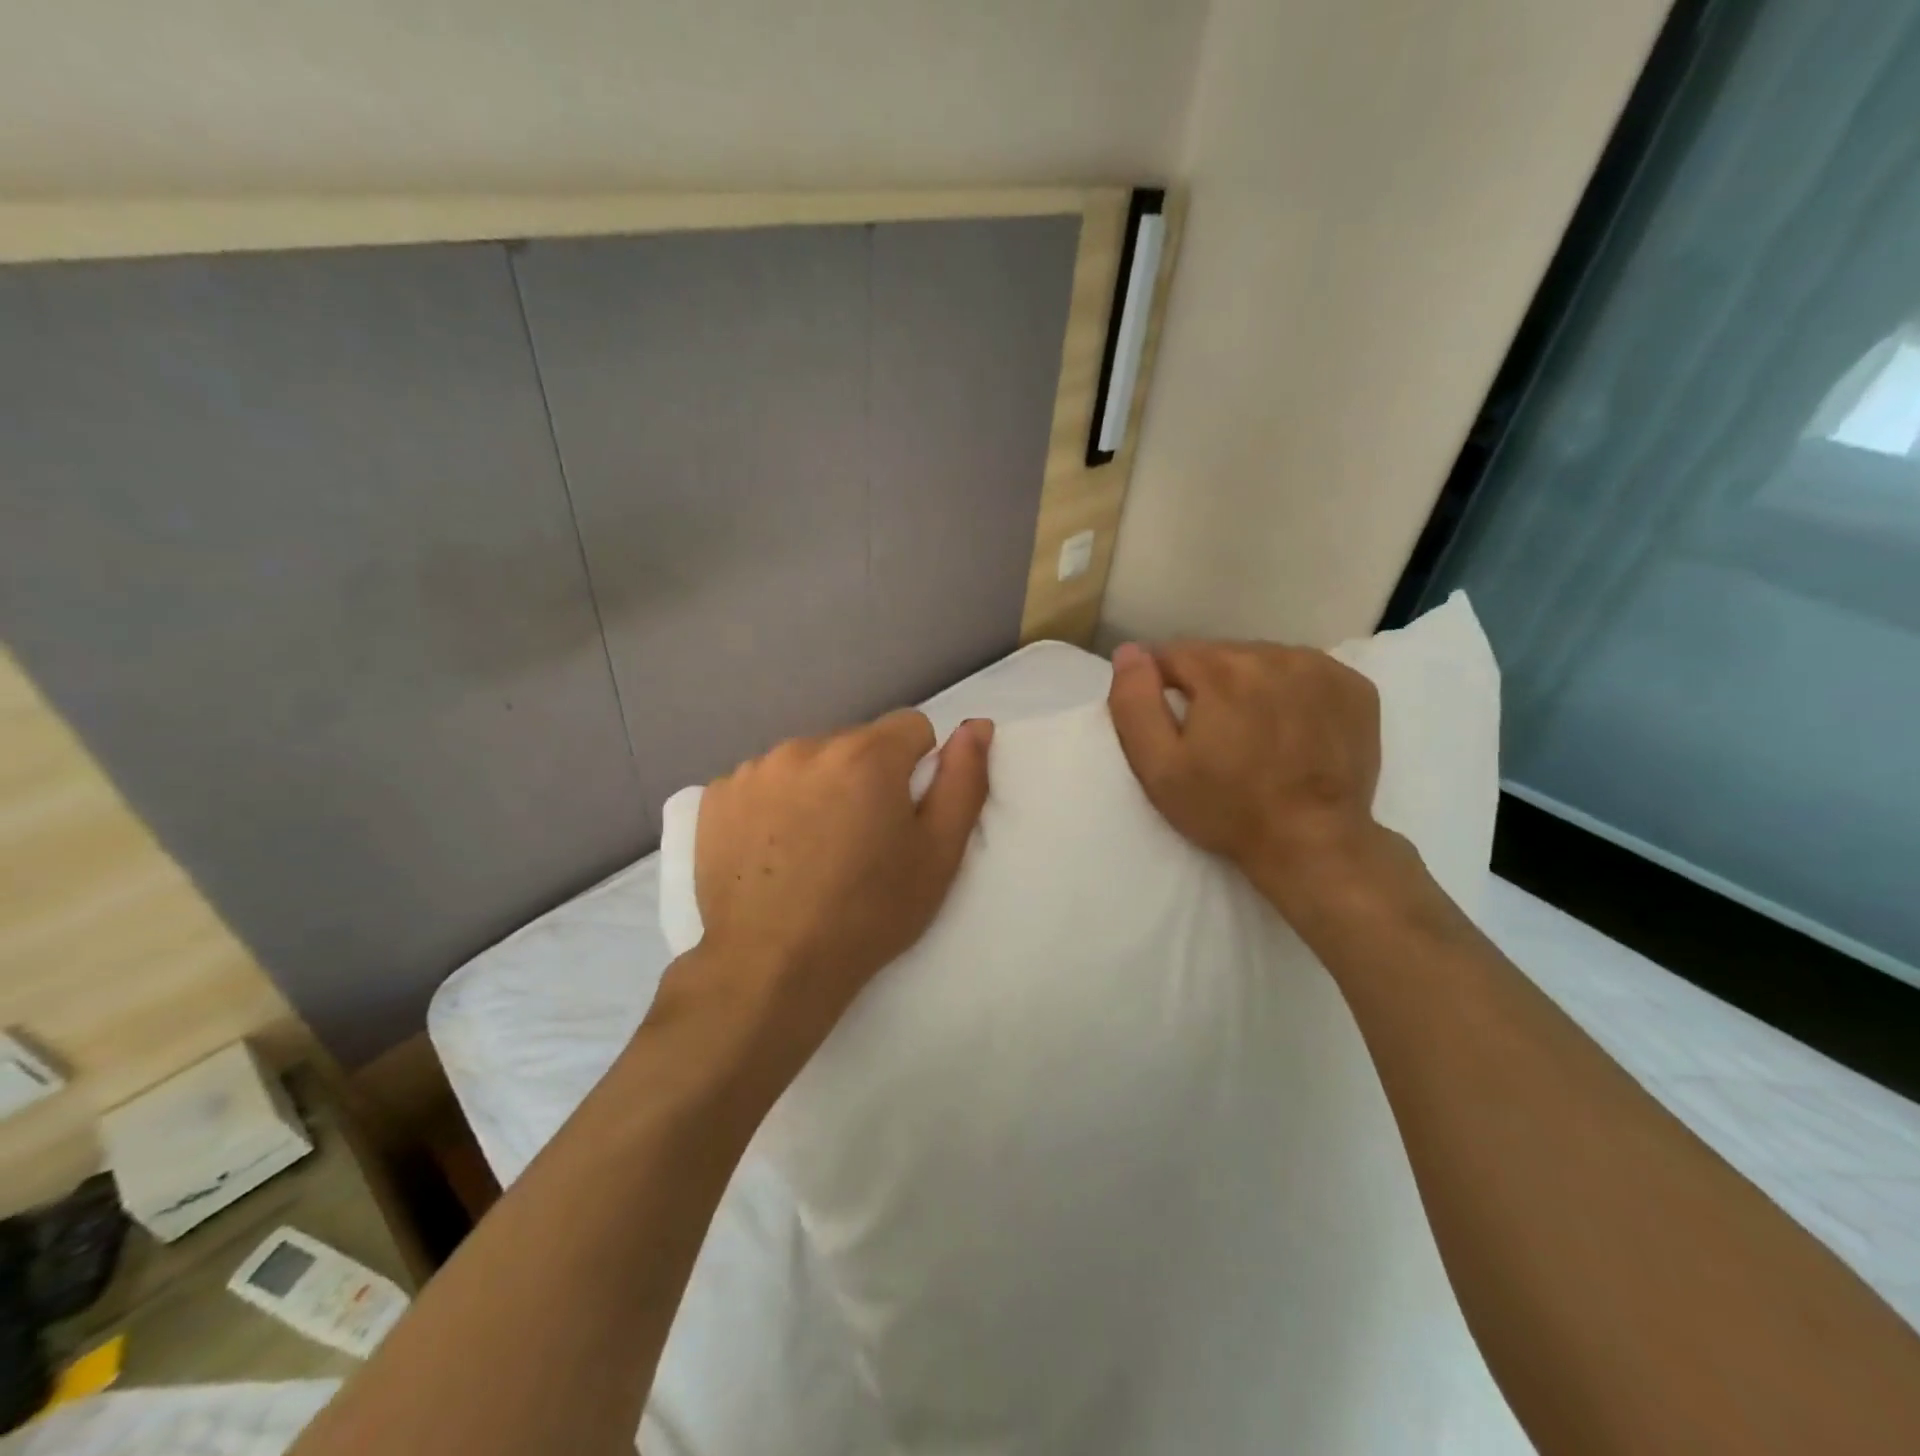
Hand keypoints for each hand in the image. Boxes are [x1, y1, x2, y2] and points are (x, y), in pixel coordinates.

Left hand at [675, 710, 992, 1083]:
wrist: (771, 967)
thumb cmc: (869, 913)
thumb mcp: (939, 854)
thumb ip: (964, 780)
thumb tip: (977, 725)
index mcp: (866, 755)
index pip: (911, 727)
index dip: (917, 768)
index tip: (903, 815)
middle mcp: (806, 746)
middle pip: (856, 744)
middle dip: (866, 778)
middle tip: (860, 840)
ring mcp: (754, 769)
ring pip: (807, 762)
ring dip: (818, 788)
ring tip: (813, 849)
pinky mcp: (716, 796)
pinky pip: (763, 783)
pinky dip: (773, 804)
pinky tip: (772, 851)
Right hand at [1106, 639, 1385, 909]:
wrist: (1314, 844)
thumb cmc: (1227, 809)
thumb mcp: (1158, 767)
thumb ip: (1134, 703)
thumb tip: (1128, 651)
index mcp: (1221, 670)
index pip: (1171, 654)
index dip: (1161, 688)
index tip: (1171, 724)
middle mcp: (1273, 655)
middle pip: (1219, 655)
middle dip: (1207, 686)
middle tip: (1211, 736)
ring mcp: (1320, 668)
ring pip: (1262, 661)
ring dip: (1249, 686)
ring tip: (1253, 733)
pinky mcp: (1354, 687)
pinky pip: (1305, 673)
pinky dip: (1292, 692)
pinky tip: (1291, 729)